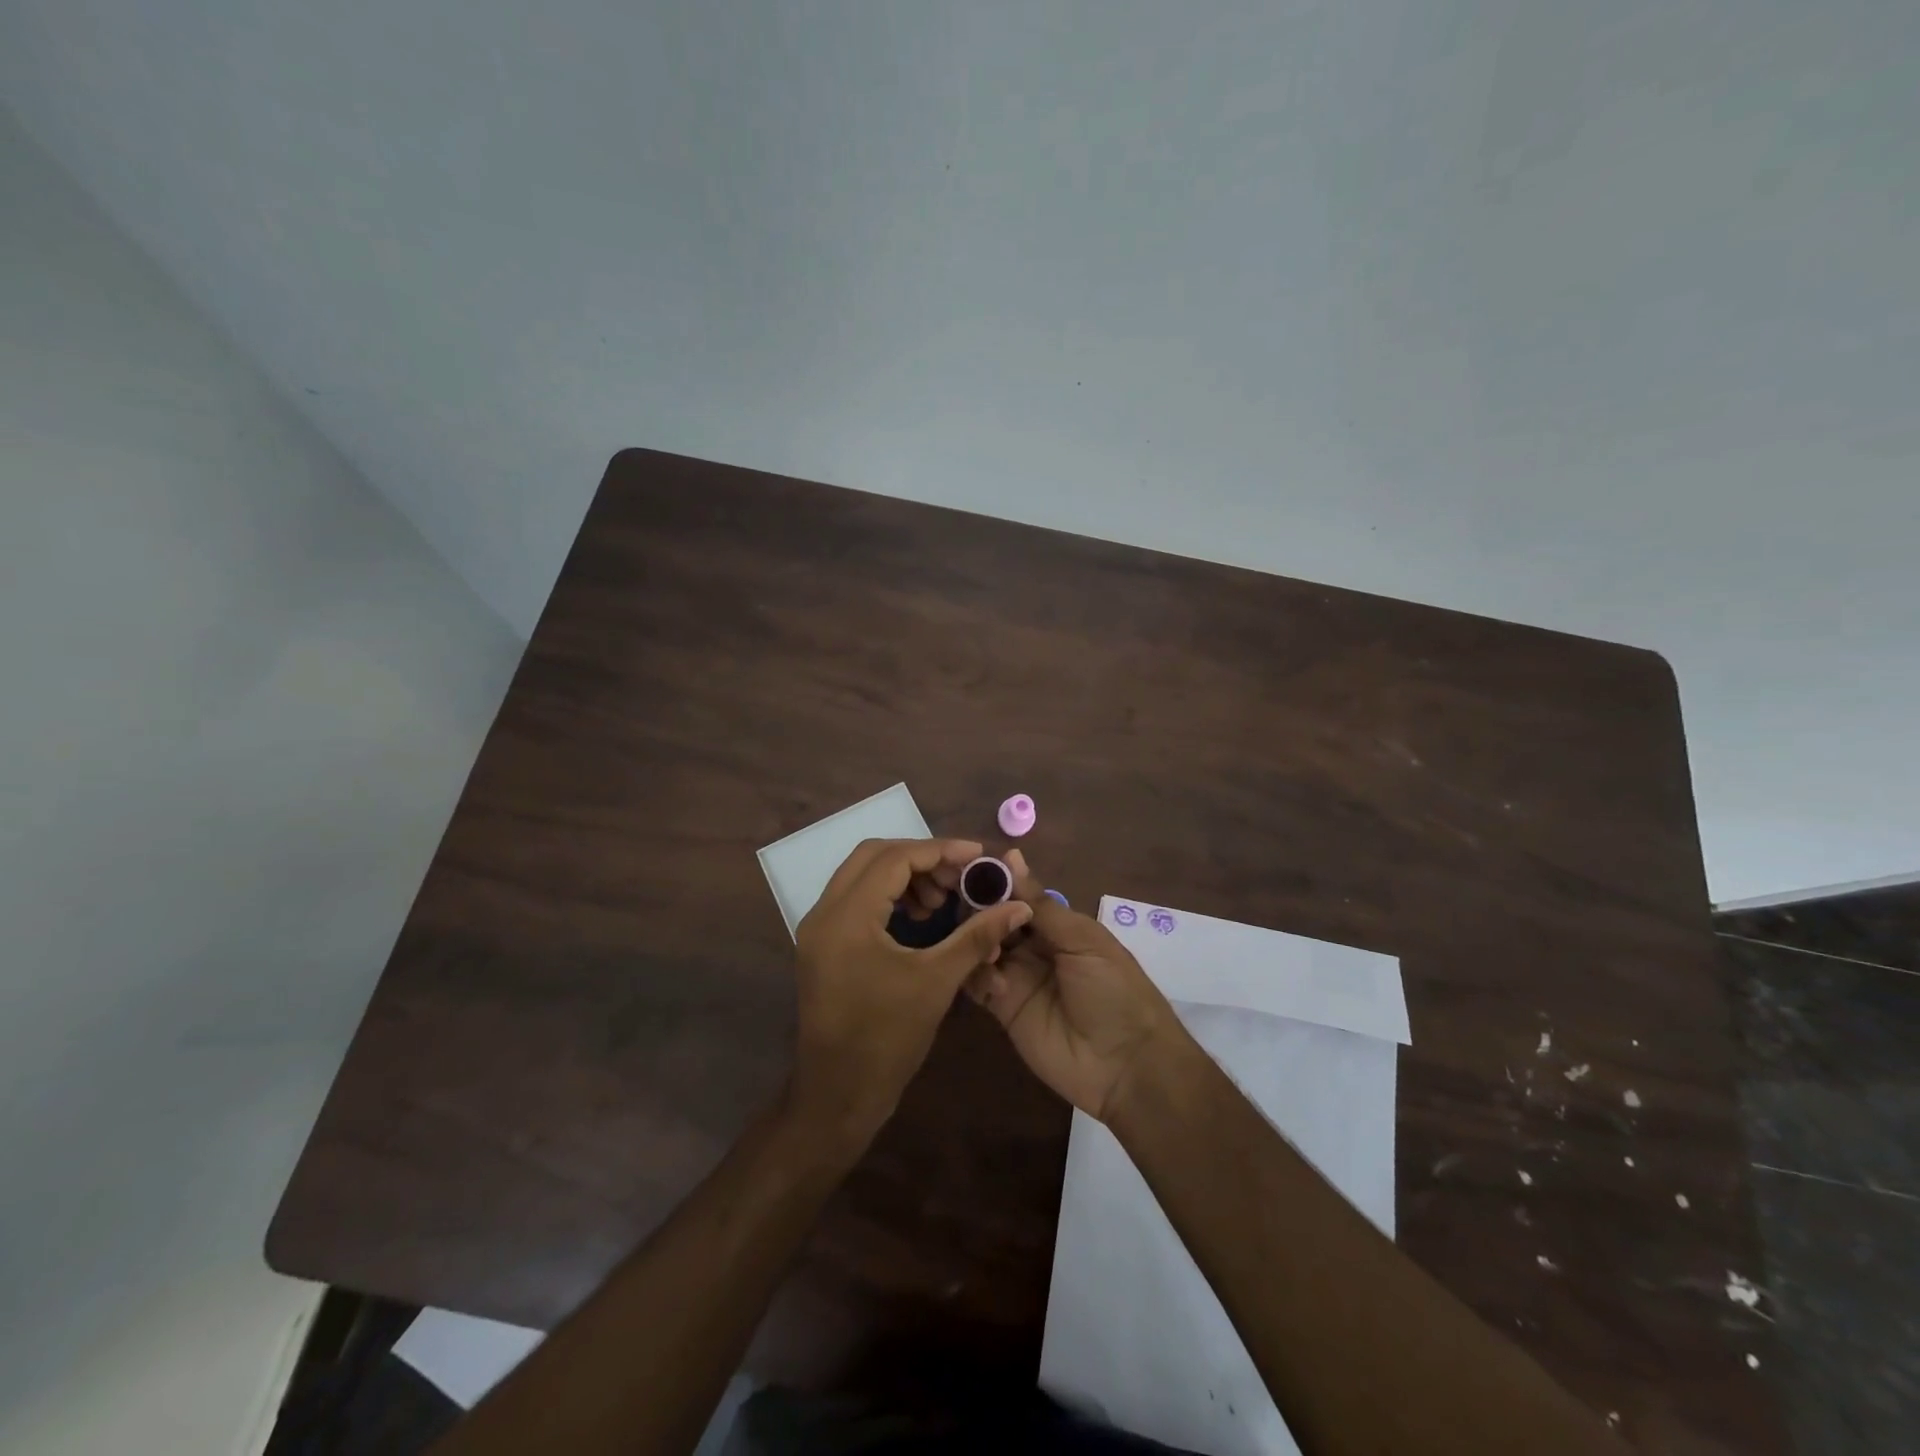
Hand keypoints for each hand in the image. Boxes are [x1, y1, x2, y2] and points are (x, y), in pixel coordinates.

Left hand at [790, 838, 1031, 1145]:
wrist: (838, 1096)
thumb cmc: (887, 1039)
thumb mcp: (937, 982)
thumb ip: (977, 937)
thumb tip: (1019, 906)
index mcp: (847, 916)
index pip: (894, 859)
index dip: (939, 851)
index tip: (977, 855)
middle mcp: (825, 913)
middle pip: (873, 856)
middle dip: (921, 859)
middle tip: (960, 876)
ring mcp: (819, 929)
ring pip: (863, 876)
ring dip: (904, 877)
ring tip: (942, 900)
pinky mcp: (823, 945)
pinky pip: (856, 899)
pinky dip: (889, 896)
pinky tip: (920, 917)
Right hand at [966, 849, 1185, 1122]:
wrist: (1127, 1064)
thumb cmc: (1115, 990)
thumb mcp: (1084, 940)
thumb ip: (1041, 905)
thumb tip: (1010, 856)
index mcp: (1057, 924)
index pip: (1016, 895)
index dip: (994, 882)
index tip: (966, 868)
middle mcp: (1033, 946)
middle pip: (994, 919)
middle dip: (979, 910)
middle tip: (966, 909)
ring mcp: (1016, 977)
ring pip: (981, 947)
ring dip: (977, 941)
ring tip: (989, 950)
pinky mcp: (1003, 1009)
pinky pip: (978, 983)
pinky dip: (976, 975)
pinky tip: (993, 981)